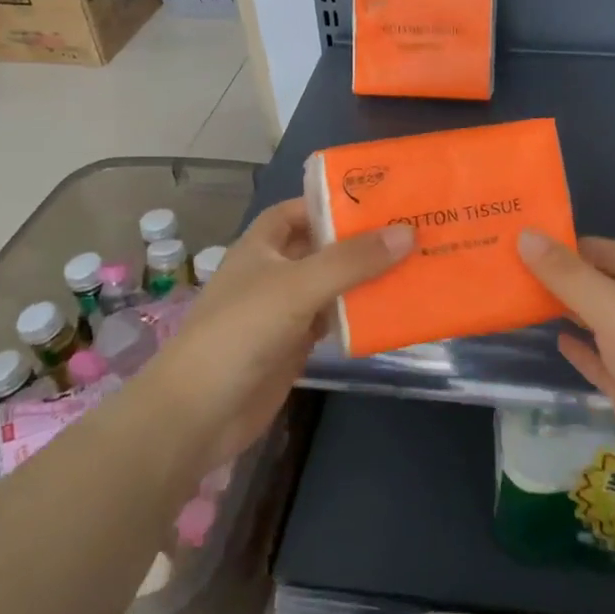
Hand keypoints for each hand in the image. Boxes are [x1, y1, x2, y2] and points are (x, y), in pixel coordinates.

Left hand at [142, 198, 412, 471]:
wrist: (200, 412)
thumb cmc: (241, 331)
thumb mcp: (298, 286)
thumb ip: (352, 260)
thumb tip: (408, 233)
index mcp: (262, 245)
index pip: (298, 210)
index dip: (331, 202)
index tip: (377, 201)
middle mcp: (273, 272)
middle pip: (321, 247)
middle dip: (359, 240)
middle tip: (410, 230)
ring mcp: (283, 311)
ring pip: (331, 285)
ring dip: (364, 277)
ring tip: (414, 263)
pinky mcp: (294, 345)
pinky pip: (333, 320)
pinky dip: (358, 313)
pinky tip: (391, 309)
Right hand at [517, 230, 614, 521]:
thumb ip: (570, 277)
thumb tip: (525, 236)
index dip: (581, 246)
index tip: (536, 240)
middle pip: (606, 287)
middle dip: (568, 277)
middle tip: (517, 266)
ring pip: (600, 324)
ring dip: (570, 312)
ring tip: (523, 298)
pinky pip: (601, 363)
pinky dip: (580, 350)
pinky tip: (555, 341)